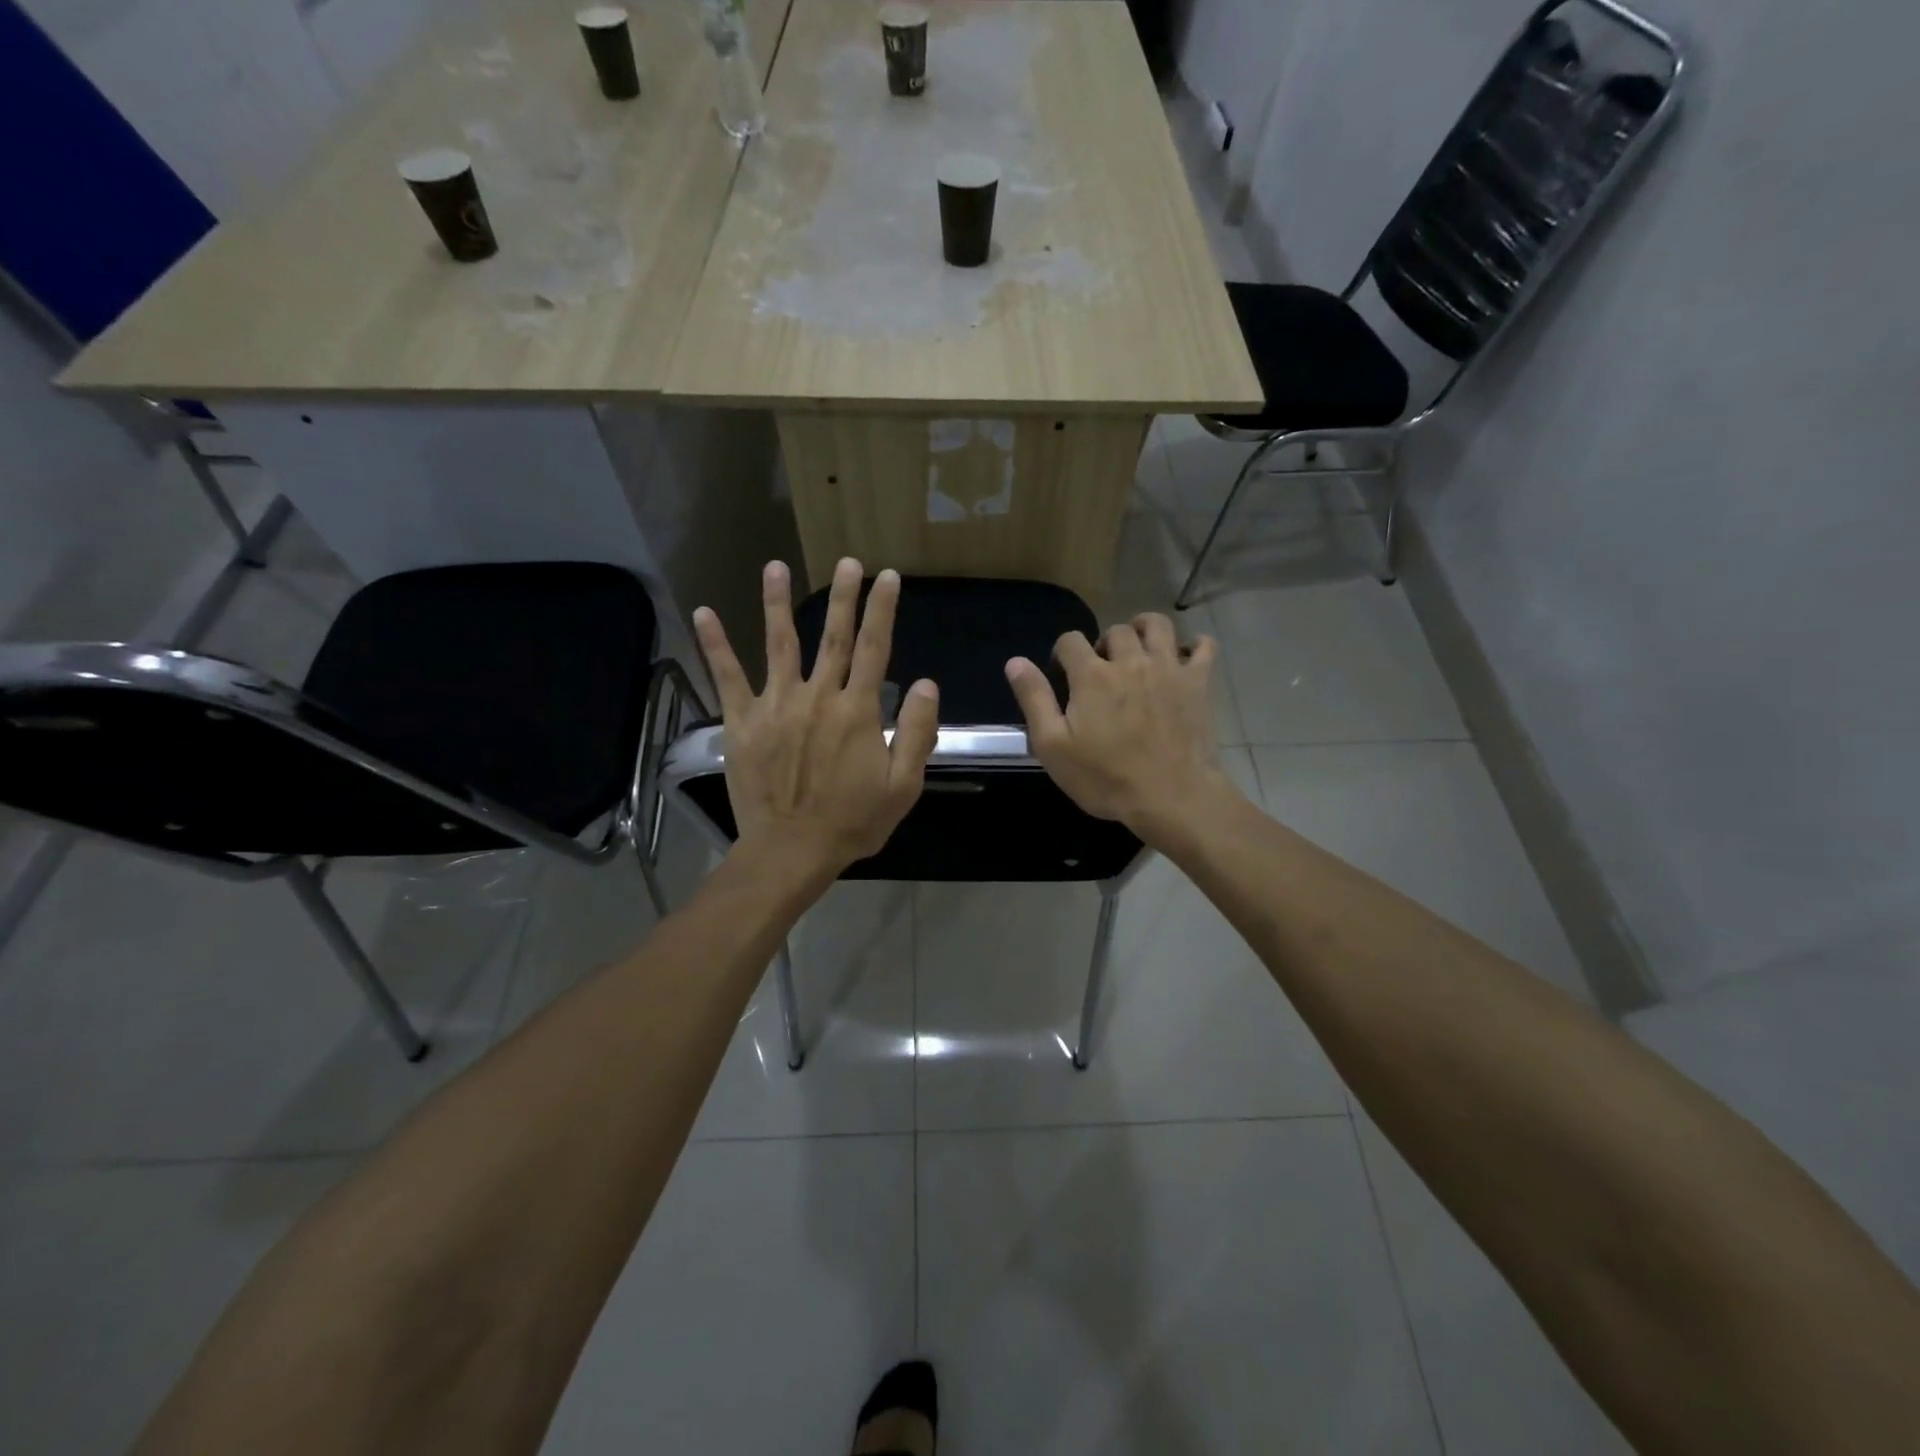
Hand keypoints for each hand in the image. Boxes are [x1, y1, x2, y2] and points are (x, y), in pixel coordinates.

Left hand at [694, 559, 938, 880]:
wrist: (792, 850)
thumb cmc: (853, 821)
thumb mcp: (903, 785)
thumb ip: (915, 731)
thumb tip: (924, 683)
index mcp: (857, 711)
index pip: (874, 648)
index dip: (882, 610)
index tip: (887, 578)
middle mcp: (817, 697)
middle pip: (832, 636)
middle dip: (843, 596)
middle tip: (847, 561)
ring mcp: (776, 706)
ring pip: (779, 644)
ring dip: (778, 603)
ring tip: (776, 566)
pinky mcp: (743, 722)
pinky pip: (728, 677)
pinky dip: (715, 645)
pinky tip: (704, 613)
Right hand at [1005, 613, 1239, 846]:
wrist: (1172, 797)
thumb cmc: (1105, 777)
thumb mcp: (1053, 746)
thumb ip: (1034, 699)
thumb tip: (1015, 662)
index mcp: (1091, 675)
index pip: (1070, 640)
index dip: (1062, 654)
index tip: (1063, 676)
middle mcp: (1130, 660)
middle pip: (1115, 631)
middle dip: (1103, 644)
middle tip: (1101, 672)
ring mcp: (1168, 668)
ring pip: (1157, 625)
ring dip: (1143, 630)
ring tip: (1138, 651)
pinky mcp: (1198, 682)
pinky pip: (1203, 646)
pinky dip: (1193, 645)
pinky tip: (1182, 659)